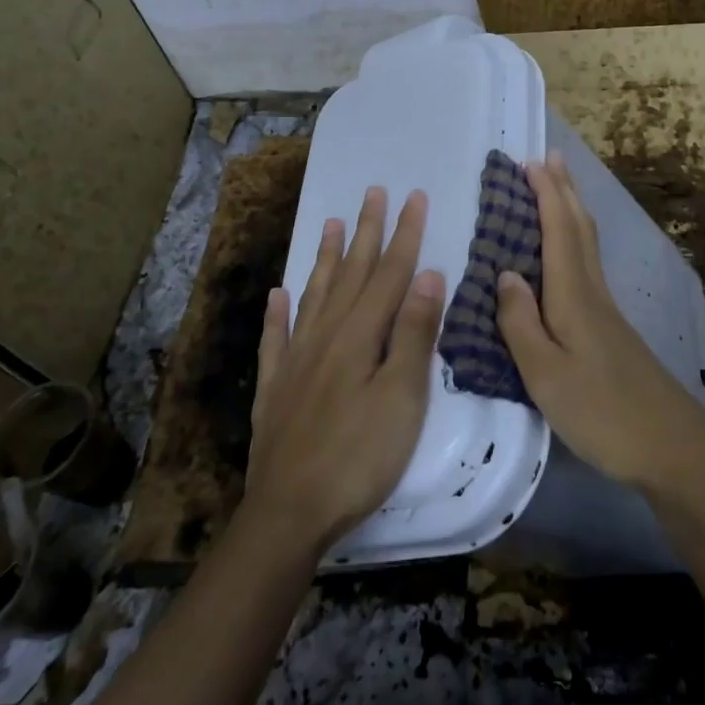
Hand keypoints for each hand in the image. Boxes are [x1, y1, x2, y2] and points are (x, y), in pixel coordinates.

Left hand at [245, 186, 445, 553]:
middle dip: (367, 231)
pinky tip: (277, 294)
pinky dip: (278, 313)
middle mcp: (326, 335)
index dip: (405, 233)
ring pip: (315, 294)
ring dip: (327, 258)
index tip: (413, 196)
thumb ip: (415, 333)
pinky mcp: (276, 388)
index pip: (390, 273)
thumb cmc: (360, 456)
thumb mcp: (403, 397)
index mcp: (361, 335)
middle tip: (373, 192)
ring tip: (332, 224)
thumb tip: (428, 274)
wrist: (289, 512)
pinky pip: (276, 338)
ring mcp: (297, 360)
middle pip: (352, 273)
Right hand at [497, 151, 704, 492]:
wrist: (671, 447)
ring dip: (571, 210)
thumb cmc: (602, 412)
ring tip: (557, 189)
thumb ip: (520, 323)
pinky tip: (568, 254)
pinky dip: (575, 241)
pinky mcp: (611, 328)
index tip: (530, 161)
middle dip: (563, 190)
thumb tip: (504, 273)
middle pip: (579, 228)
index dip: (546, 194)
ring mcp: (606, 309)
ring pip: (587, 244)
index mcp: (573, 296)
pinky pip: (588, 265)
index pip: (559, 230)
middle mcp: (592, 292)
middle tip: (548, 158)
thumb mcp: (546, 375)